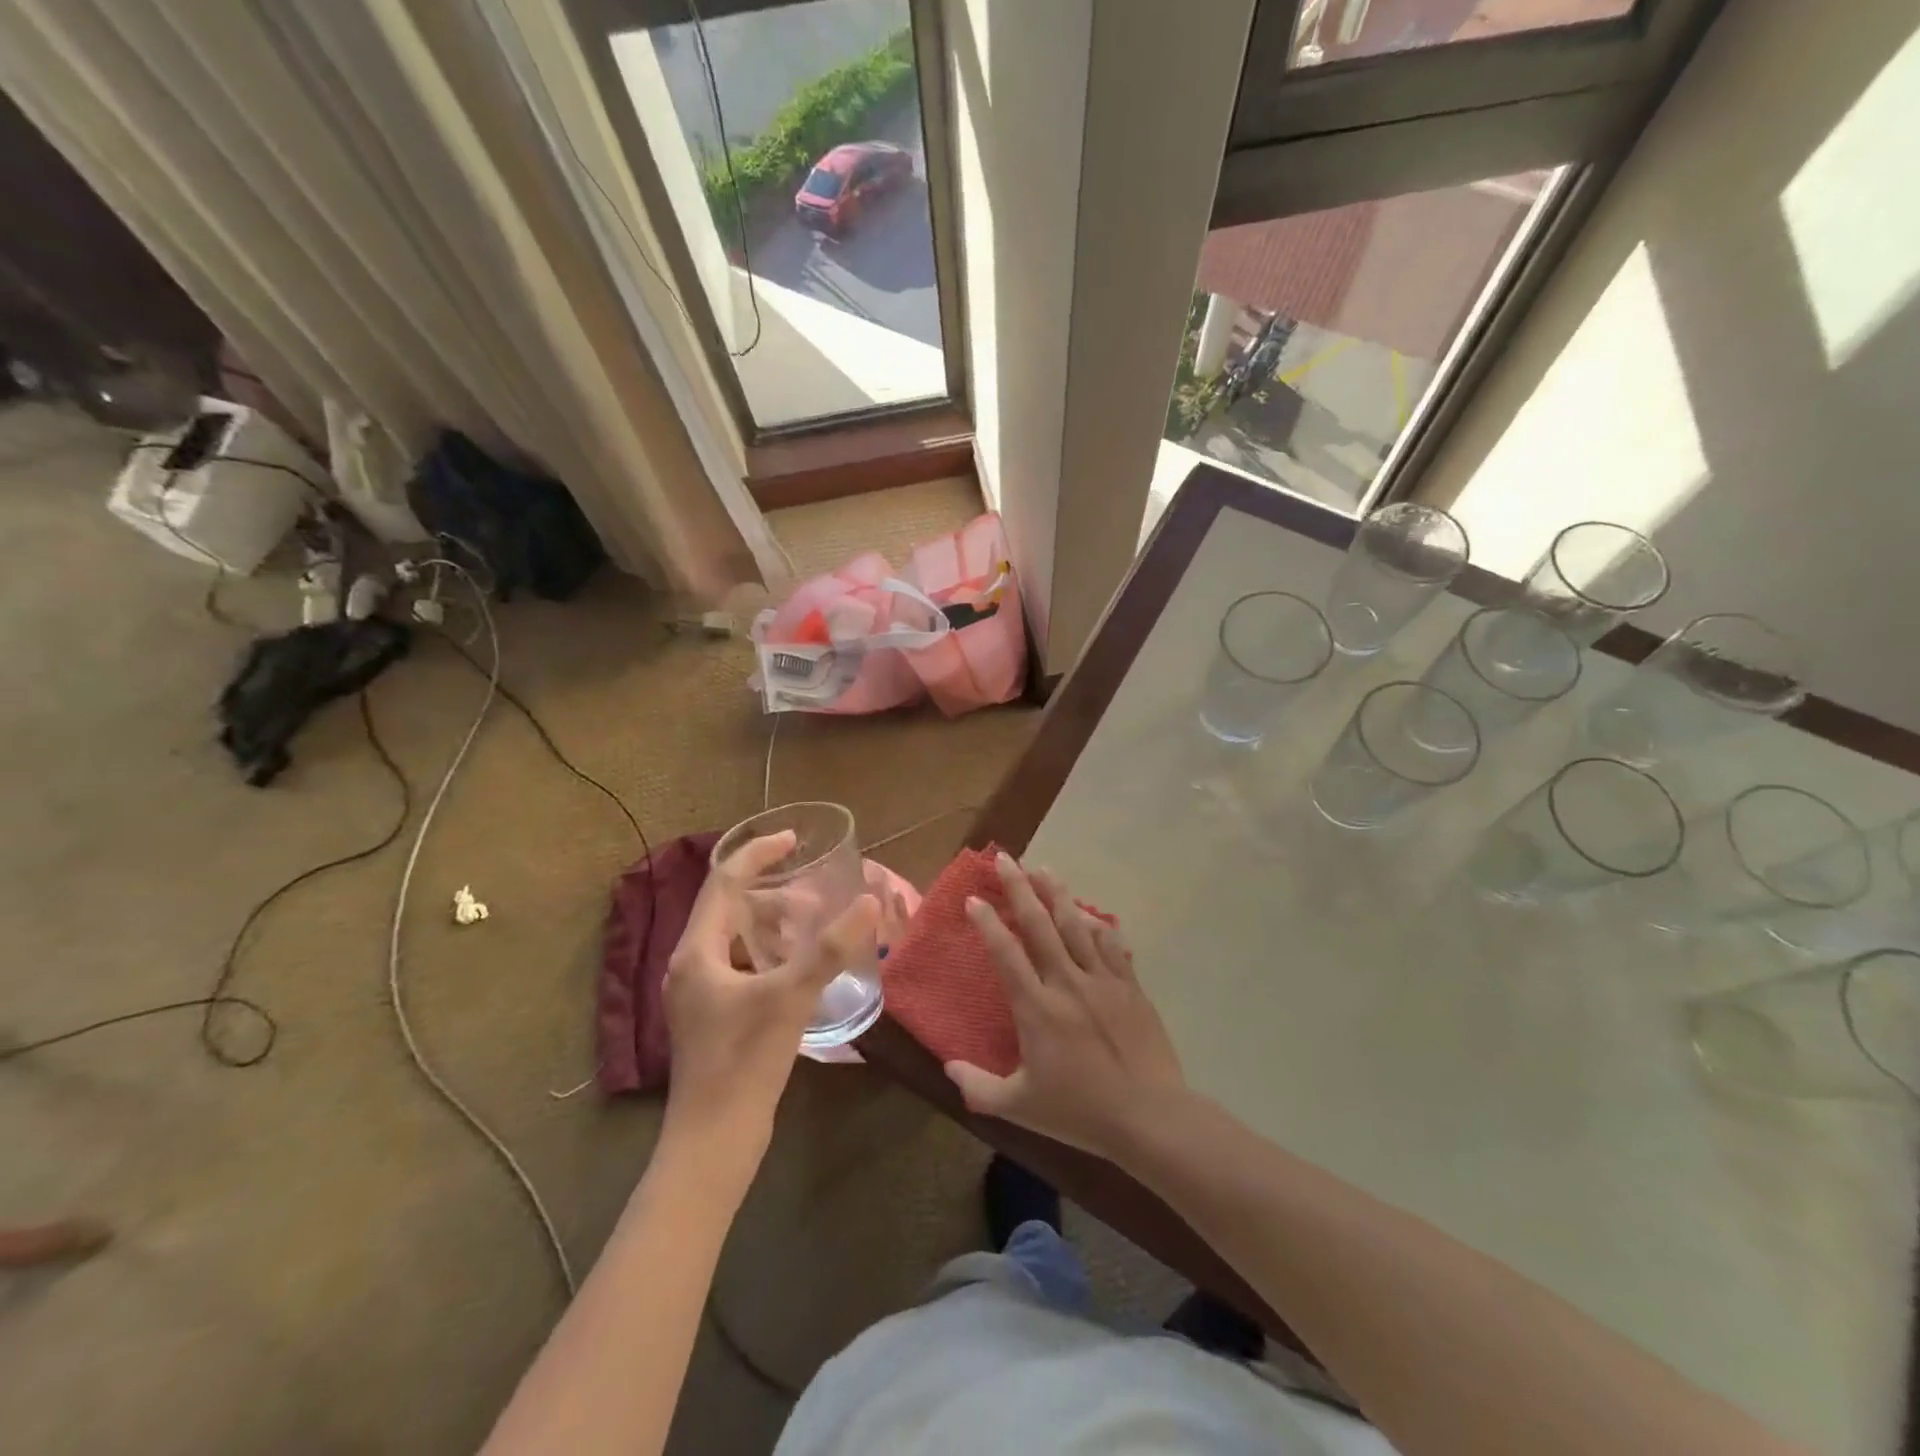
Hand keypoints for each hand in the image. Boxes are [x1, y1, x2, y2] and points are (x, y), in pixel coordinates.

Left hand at [664, 831, 877, 1176]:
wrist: (713, 1143)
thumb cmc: (744, 1062)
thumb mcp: (790, 997)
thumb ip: (829, 948)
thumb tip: (867, 900)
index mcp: (697, 952)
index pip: (724, 881)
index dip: (758, 854)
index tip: (794, 840)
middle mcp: (691, 965)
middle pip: (729, 907)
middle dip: (772, 892)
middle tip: (815, 892)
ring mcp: (700, 993)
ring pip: (736, 938)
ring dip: (771, 923)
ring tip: (812, 923)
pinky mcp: (714, 1016)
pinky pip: (741, 964)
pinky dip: (769, 952)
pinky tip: (799, 965)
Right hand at [945, 853, 1185, 1161]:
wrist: (1150, 1116)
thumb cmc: (1080, 1112)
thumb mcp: (1020, 1107)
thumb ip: (978, 1087)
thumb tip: (947, 1067)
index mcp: (1037, 1008)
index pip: (1006, 953)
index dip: (987, 922)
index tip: (974, 899)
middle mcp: (1067, 983)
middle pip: (1039, 924)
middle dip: (1019, 887)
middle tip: (1005, 859)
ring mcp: (1102, 980)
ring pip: (1075, 925)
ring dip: (1057, 893)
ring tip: (1043, 868)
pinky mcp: (1129, 986)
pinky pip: (1110, 944)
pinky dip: (1096, 925)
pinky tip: (1088, 913)